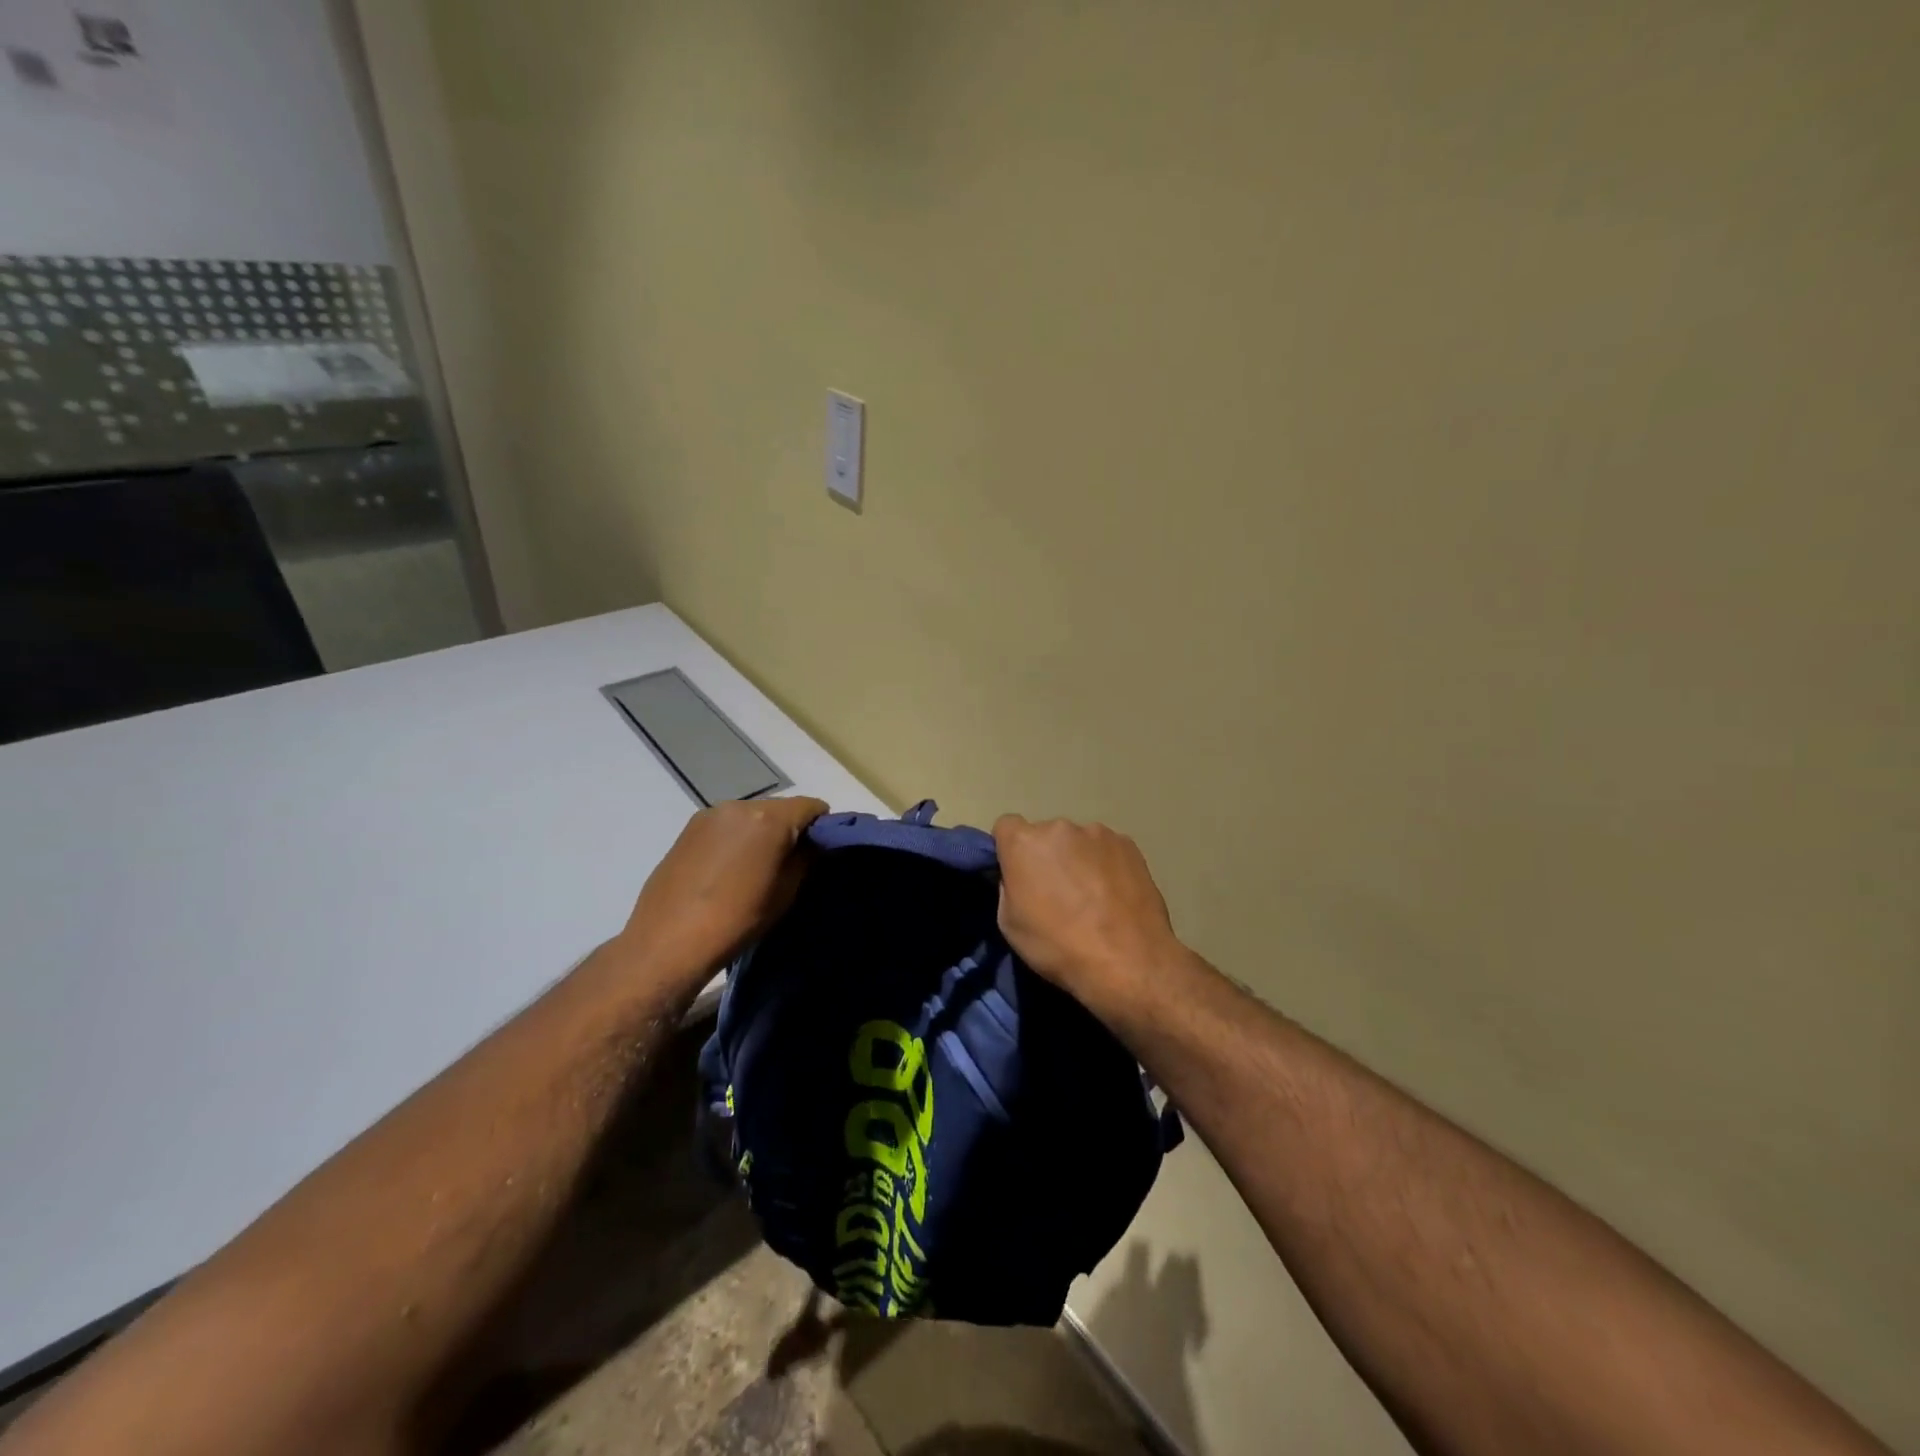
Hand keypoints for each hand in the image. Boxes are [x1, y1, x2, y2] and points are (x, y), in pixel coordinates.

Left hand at [618, 796, 827, 988]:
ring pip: (751, 815)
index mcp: (769, 818)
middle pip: (780, 808)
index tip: (821, 850)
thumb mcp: (786, 892)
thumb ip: (806, 859)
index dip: (823, 826)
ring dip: (761, 832)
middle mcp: (740, 805)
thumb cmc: (738, 919)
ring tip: (756, 867)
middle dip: (790, 828)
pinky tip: (729, 868)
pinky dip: (737, 838)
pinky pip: (727, 825)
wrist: (669, 941)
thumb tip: (812, 844)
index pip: (811, 806)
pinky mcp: (688, 828)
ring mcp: (710, 814)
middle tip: (790, 861)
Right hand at [993, 815, 1184, 1011]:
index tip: (1019, 875)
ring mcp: (1098, 833)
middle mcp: (1059, 827)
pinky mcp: (1129, 844)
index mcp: (1024, 842)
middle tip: (1057, 891)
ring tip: (1092, 896)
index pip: (1006, 826)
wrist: (1127, 960)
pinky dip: (1106, 865)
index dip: (1010, 850)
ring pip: (1078, 841)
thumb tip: (1019, 878)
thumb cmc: (1058, 946)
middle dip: (1047, 856)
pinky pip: (1107, 849)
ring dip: (1078, 859)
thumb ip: (1009, 887)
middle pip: (1045, 835)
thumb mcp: (1009, 924)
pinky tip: (1115, 895)